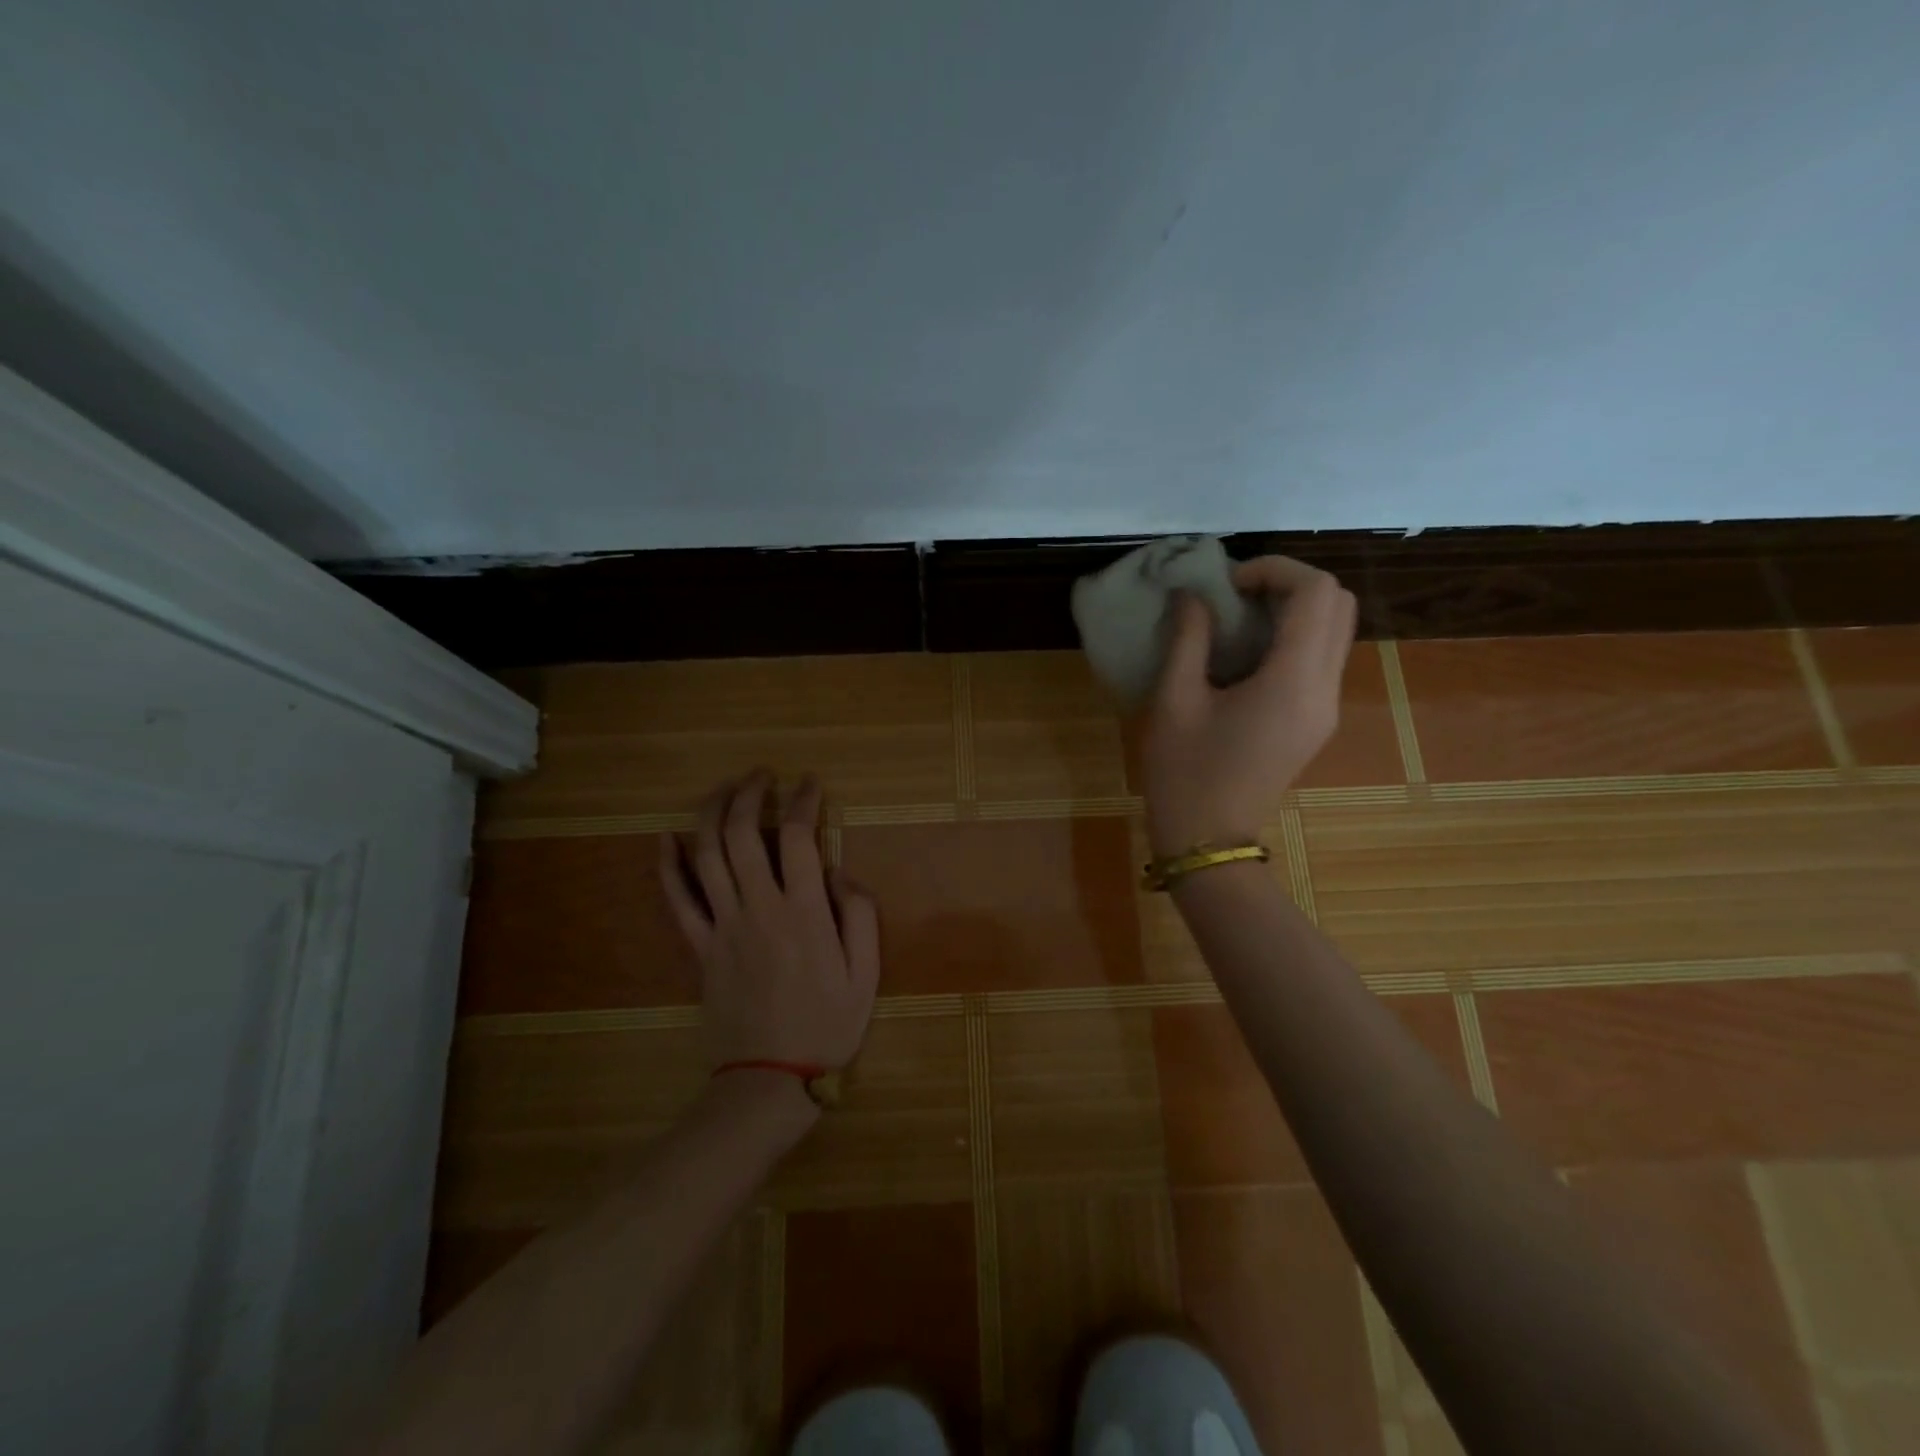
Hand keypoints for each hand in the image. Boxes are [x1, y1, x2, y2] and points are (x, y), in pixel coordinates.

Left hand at [659, 771, 879, 1073]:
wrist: (769, 1079)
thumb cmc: (827, 1025)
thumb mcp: (866, 973)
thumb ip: (858, 914)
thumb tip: (837, 871)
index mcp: (804, 912)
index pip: (798, 837)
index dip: (803, 801)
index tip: (809, 783)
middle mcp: (758, 908)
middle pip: (743, 834)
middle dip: (751, 794)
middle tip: (762, 775)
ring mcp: (722, 926)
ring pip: (707, 855)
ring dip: (712, 814)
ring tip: (724, 789)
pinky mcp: (699, 948)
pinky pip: (676, 901)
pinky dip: (668, 866)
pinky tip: (666, 839)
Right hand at [1142, 557, 1358, 855]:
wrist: (1208, 841)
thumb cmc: (1183, 773)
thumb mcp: (1173, 701)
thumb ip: (1188, 638)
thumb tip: (1193, 595)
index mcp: (1293, 682)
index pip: (1316, 592)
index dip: (1273, 570)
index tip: (1226, 584)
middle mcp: (1325, 690)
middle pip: (1339, 604)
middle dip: (1289, 583)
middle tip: (1236, 595)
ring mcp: (1326, 708)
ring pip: (1336, 629)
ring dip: (1294, 608)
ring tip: (1238, 618)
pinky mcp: (1316, 721)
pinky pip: (1321, 657)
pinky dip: (1293, 636)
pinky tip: (1246, 652)